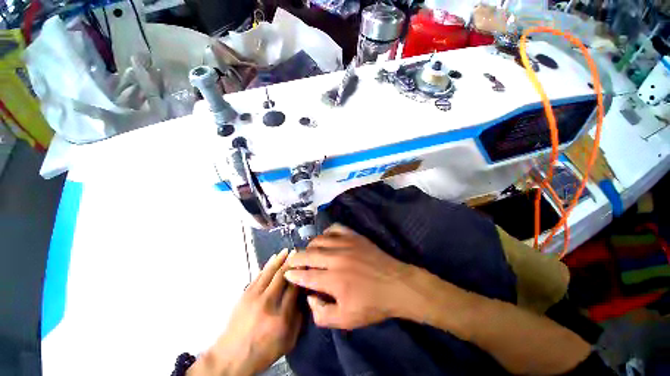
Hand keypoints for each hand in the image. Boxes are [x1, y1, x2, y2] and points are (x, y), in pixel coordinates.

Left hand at [189, 249, 301, 375]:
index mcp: (281, 317)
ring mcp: (254, 297)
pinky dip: (267, 265)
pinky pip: (259, 275)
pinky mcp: (245, 294)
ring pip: (270, 272)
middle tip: (298, 252)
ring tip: (287, 250)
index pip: (294, 288)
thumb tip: (303, 298)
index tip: (306, 265)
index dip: (301, 274)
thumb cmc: (263, 352)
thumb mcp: (288, 342)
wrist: (231, 357)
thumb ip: (299, 319)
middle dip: (291, 262)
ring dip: (279, 259)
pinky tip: (273, 258)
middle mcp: (268, 303)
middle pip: (282, 276)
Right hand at [284, 224, 419, 328]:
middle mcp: (336, 259)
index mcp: (332, 280)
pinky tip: (326, 238)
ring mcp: (345, 244)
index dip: (293, 275)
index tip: (287, 273)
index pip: (305, 275)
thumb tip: (310, 297)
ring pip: (319, 240)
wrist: (396, 285)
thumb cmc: (372, 304)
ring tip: (308, 251)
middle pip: (308, 254)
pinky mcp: (354, 236)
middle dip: (296, 258)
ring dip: (310, 245)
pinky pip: (336, 228)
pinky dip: (327, 232)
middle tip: (292, 261)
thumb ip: (322, 314)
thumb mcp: (346, 320)